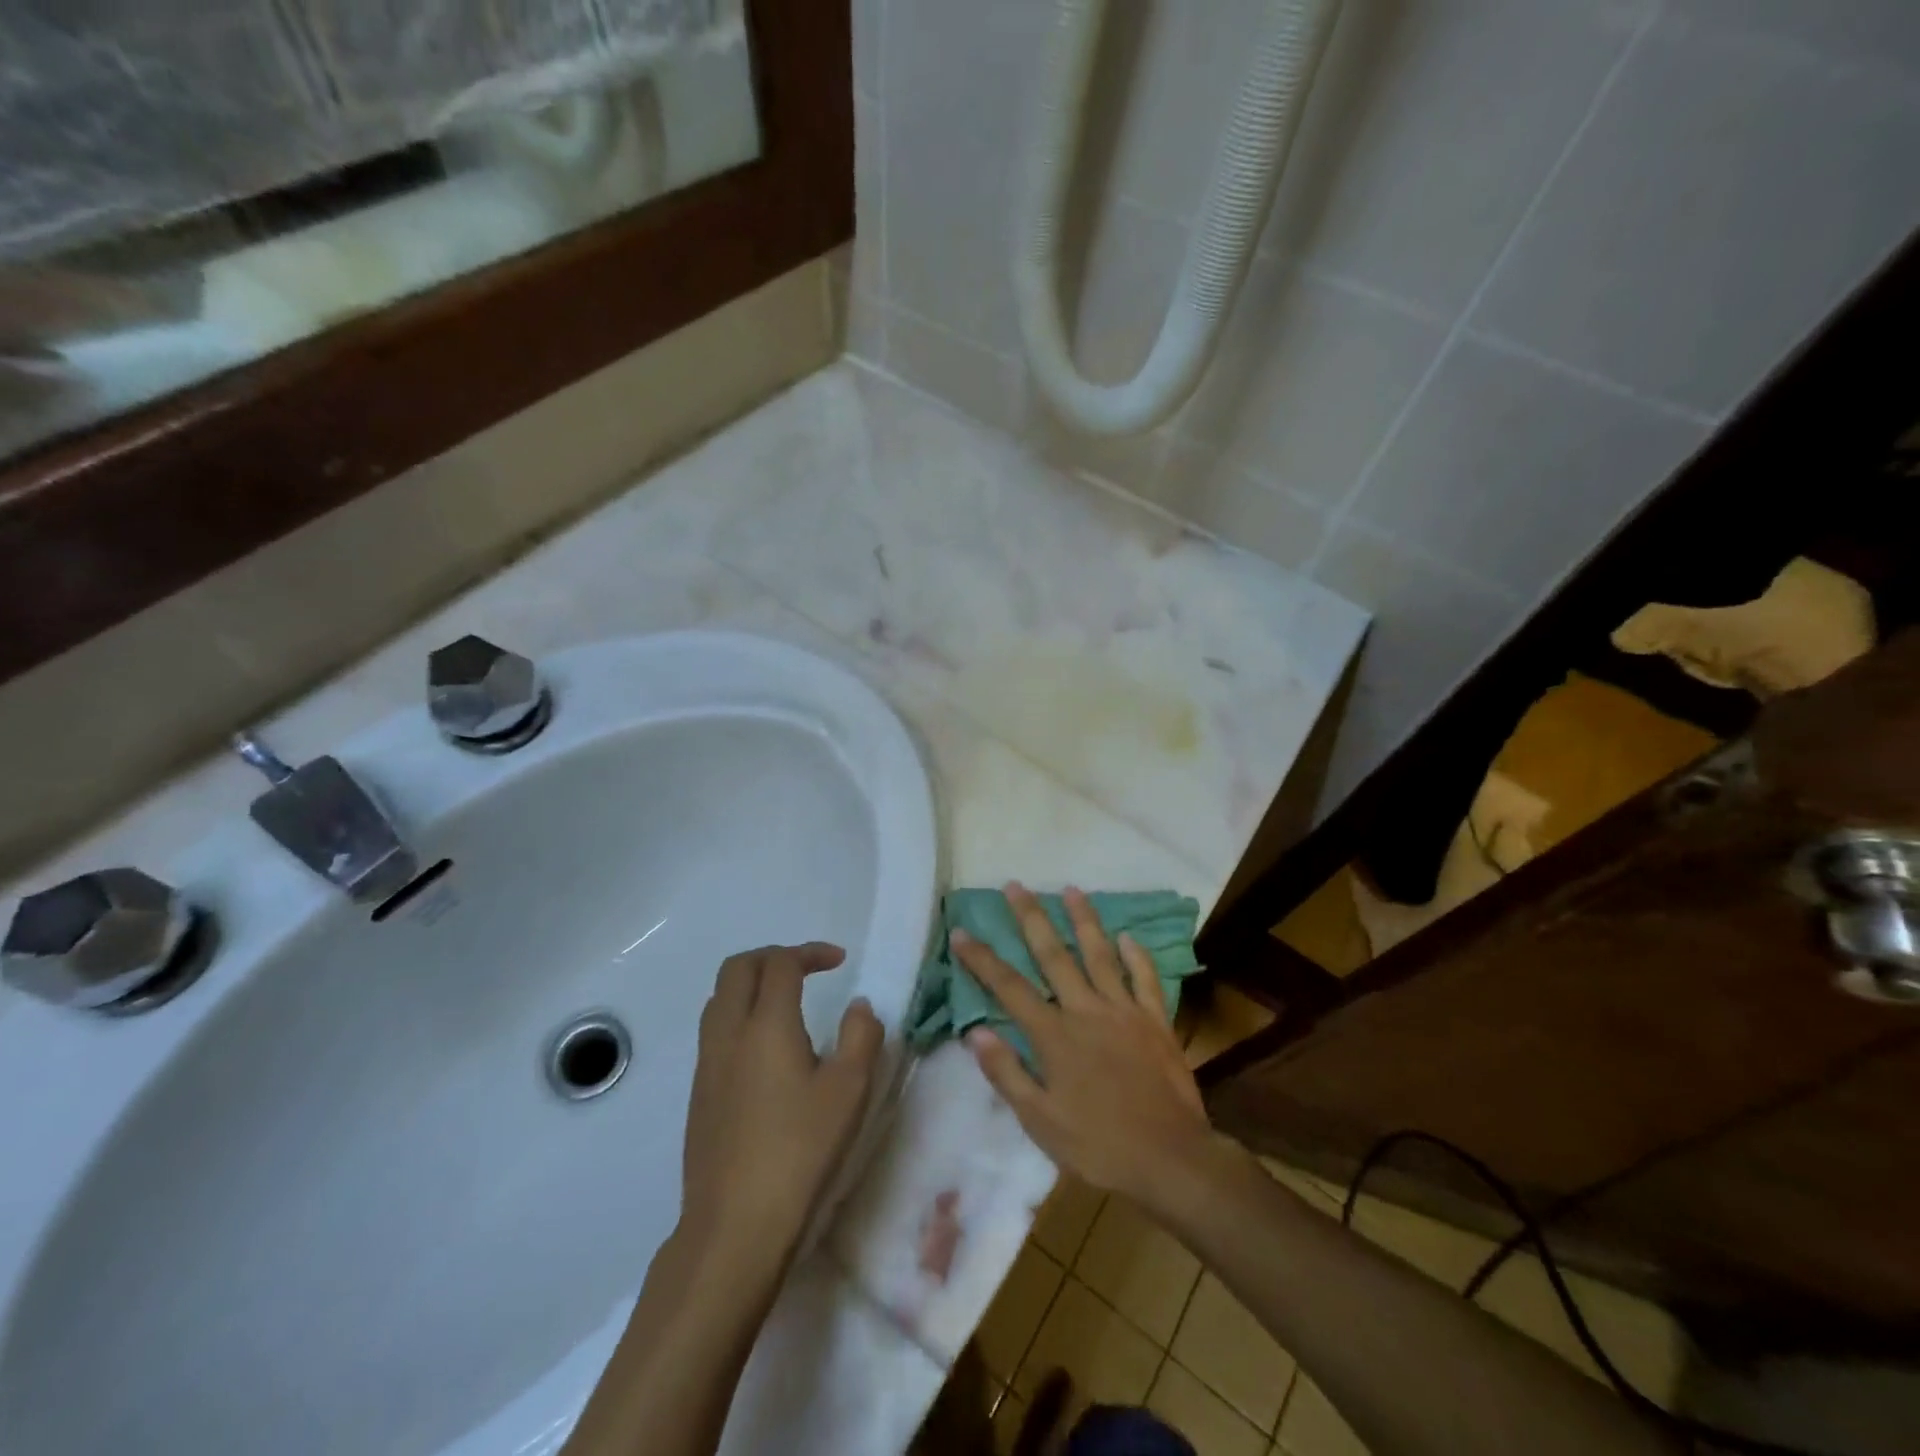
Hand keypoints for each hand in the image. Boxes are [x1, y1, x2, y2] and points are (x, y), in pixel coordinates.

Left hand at [680, 943, 883, 1266]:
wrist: (734, 1227)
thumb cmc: (800, 1152)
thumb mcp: (849, 1091)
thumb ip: (861, 1036)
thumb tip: (858, 1006)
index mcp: (766, 1025)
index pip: (781, 963)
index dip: (810, 952)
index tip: (839, 961)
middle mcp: (728, 1034)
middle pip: (738, 968)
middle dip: (773, 956)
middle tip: (807, 969)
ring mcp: (706, 1065)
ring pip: (720, 999)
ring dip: (751, 985)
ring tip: (787, 1003)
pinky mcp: (698, 1094)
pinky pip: (715, 1031)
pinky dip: (739, 1016)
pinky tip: (766, 1051)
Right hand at [951, 884, 1214, 1207]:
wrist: (1170, 1159)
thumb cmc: (1098, 1145)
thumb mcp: (1041, 1122)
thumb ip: (1007, 1073)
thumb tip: (975, 1032)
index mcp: (1054, 1035)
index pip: (1008, 987)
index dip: (982, 958)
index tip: (961, 931)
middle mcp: (1085, 1010)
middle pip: (1053, 955)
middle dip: (1031, 918)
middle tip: (1016, 885)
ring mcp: (1124, 1010)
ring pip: (1099, 954)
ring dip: (1083, 920)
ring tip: (1071, 889)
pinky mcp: (1155, 1020)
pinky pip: (1144, 979)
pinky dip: (1136, 955)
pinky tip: (1128, 936)